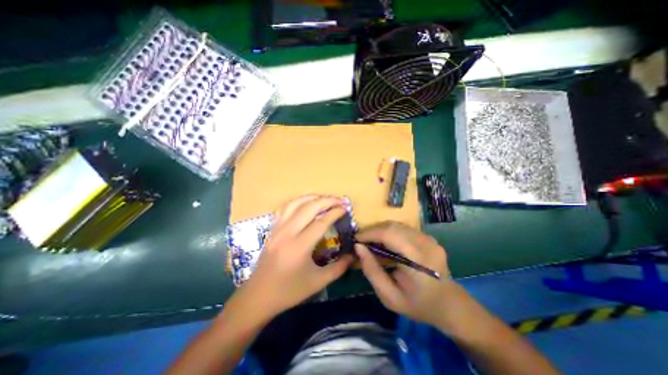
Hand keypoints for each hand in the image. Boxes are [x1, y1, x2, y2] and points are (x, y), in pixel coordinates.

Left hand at [238, 195, 353, 317]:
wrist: (258, 296)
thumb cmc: (289, 291)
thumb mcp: (318, 282)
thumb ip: (339, 268)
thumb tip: (353, 255)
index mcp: (300, 246)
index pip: (321, 222)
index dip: (335, 213)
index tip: (345, 209)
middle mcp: (288, 233)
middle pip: (309, 207)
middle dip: (326, 200)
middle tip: (339, 200)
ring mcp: (278, 229)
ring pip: (295, 203)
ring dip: (312, 197)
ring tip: (324, 198)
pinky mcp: (272, 229)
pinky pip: (285, 208)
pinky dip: (298, 202)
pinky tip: (306, 203)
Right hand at [354, 221, 459, 328]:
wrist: (449, 305)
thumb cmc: (418, 305)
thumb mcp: (389, 296)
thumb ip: (372, 271)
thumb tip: (358, 247)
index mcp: (418, 260)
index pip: (390, 234)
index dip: (370, 233)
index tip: (356, 239)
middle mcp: (426, 243)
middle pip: (393, 226)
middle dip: (373, 230)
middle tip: (362, 241)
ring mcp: (429, 238)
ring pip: (397, 224)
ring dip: (380, 230)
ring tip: (371, 241)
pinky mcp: (428, 237)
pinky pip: (403, 228)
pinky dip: (390, 232)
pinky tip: (385, 243)